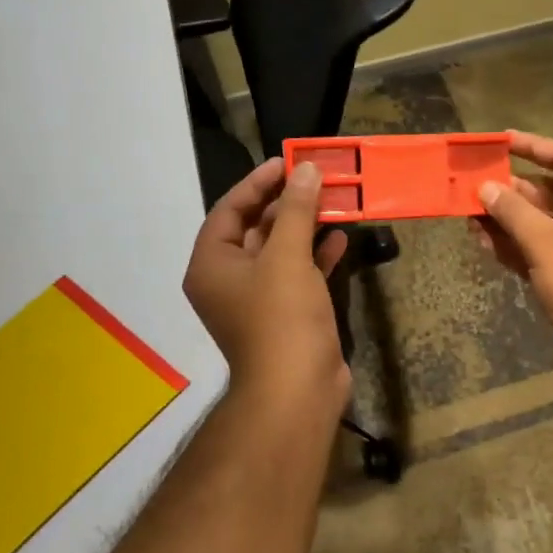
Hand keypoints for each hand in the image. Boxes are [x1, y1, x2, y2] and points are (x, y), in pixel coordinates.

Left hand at [184, 158, 349, 414]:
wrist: (297, 390)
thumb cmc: (281, 318)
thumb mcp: (287, 256)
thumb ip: (296, 209)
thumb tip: (305, 168)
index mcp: (212, 265)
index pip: (230, 210)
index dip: (258, 183)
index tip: (288, 162)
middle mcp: (229, 280)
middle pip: (255, 229)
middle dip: (286, 203)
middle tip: (316, 178)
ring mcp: (258, 300)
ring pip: (280, 251)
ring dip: (305, 226)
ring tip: (334, 201)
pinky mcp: (286, 315)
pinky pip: (299, 274)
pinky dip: (317, 256)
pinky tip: (341, 238)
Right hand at [474, 131, 552, 391]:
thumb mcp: (544, 242)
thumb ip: (513, 212)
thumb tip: (486, 188)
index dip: (531, 146)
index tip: (499, 141)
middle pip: (549, 191)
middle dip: (510, 191)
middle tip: (473, 185)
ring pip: (541, 222)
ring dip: (507, 220)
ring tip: (469, 215)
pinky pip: (541, 248)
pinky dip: (516, 245)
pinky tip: (484, 243)